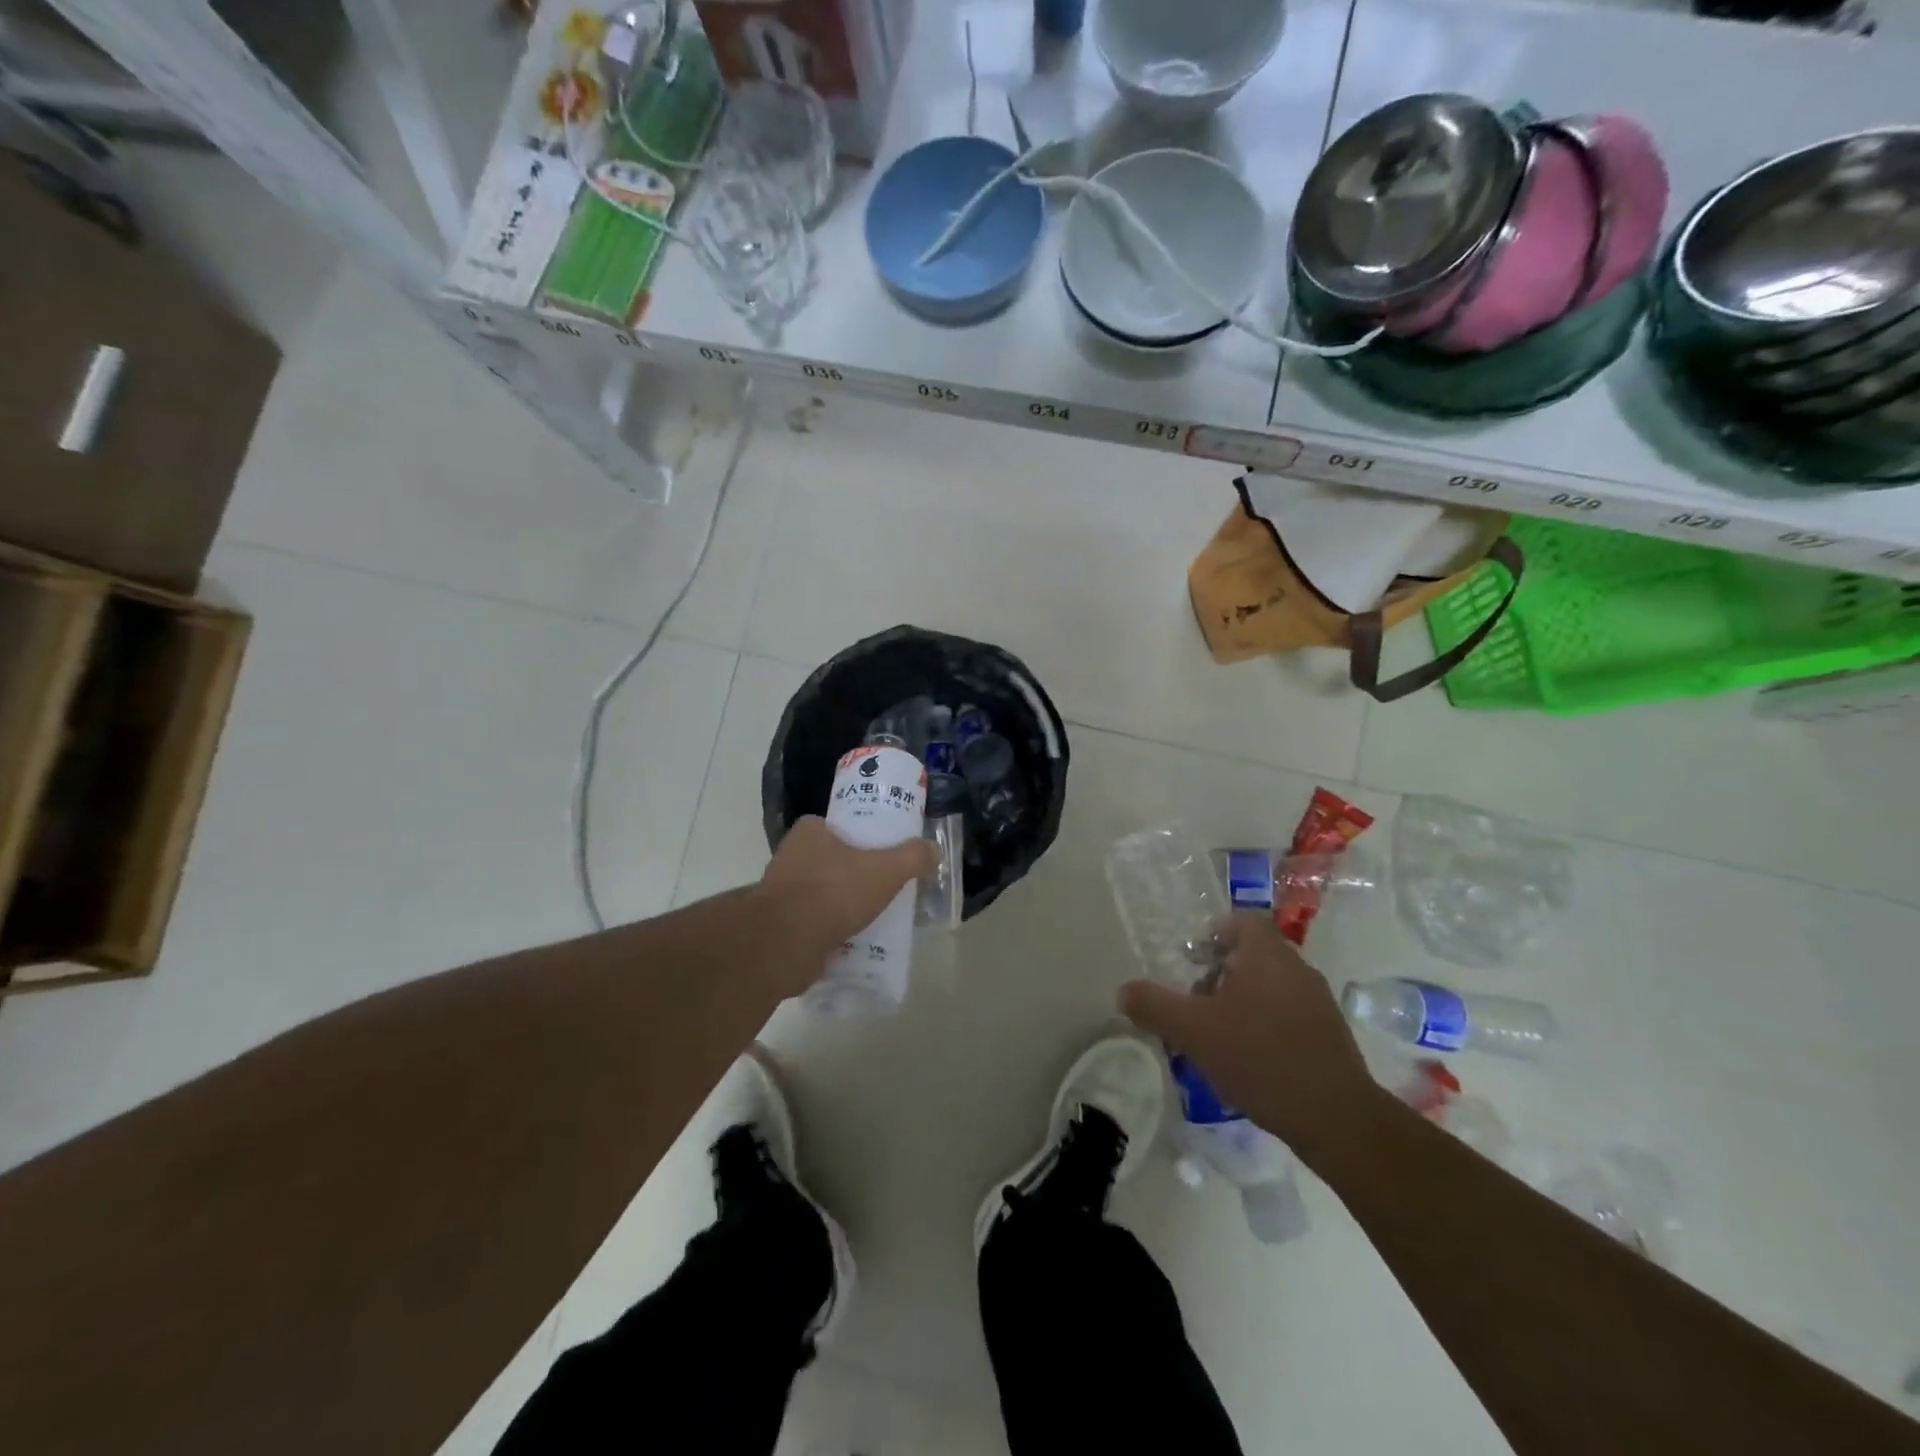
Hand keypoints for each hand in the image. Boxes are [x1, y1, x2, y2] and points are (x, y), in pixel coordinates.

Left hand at [759, 815, 936, 975]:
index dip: (859, 837)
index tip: (880, 853)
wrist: (785, 943)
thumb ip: (912, 857)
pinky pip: (813, 923)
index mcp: (808, 832)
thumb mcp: (885, 869)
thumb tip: (933, 850)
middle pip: (830, 860)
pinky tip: (854, 940)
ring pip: (821, 893)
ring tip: (873, 915)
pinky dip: (831, 930)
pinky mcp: (780, 926)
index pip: (835, 825)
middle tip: (882, 886)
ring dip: (842, 904)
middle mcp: (790, 857)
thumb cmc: (834, 891)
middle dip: (853, 873)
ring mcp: (781, 893)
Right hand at [1119, 912, 1376, 1159]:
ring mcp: (1318, 1002)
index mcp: (1267, 955)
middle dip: (1221, 971)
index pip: (1242, 921)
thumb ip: (1154, 1006)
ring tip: (1217, 1032)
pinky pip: (1288, 1013)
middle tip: (1196, 999)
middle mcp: (1297, 968)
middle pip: (1254, 953)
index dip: (1214, 933)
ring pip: (1270, 985)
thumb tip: (1123, 991)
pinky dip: (1264, 1022)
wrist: (1336, 1119)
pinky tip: (1248, 1058)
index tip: (1192, 959)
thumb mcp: (1193, 1032)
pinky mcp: (1330, 1035)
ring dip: (1241, 999)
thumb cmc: (1260, 1059)